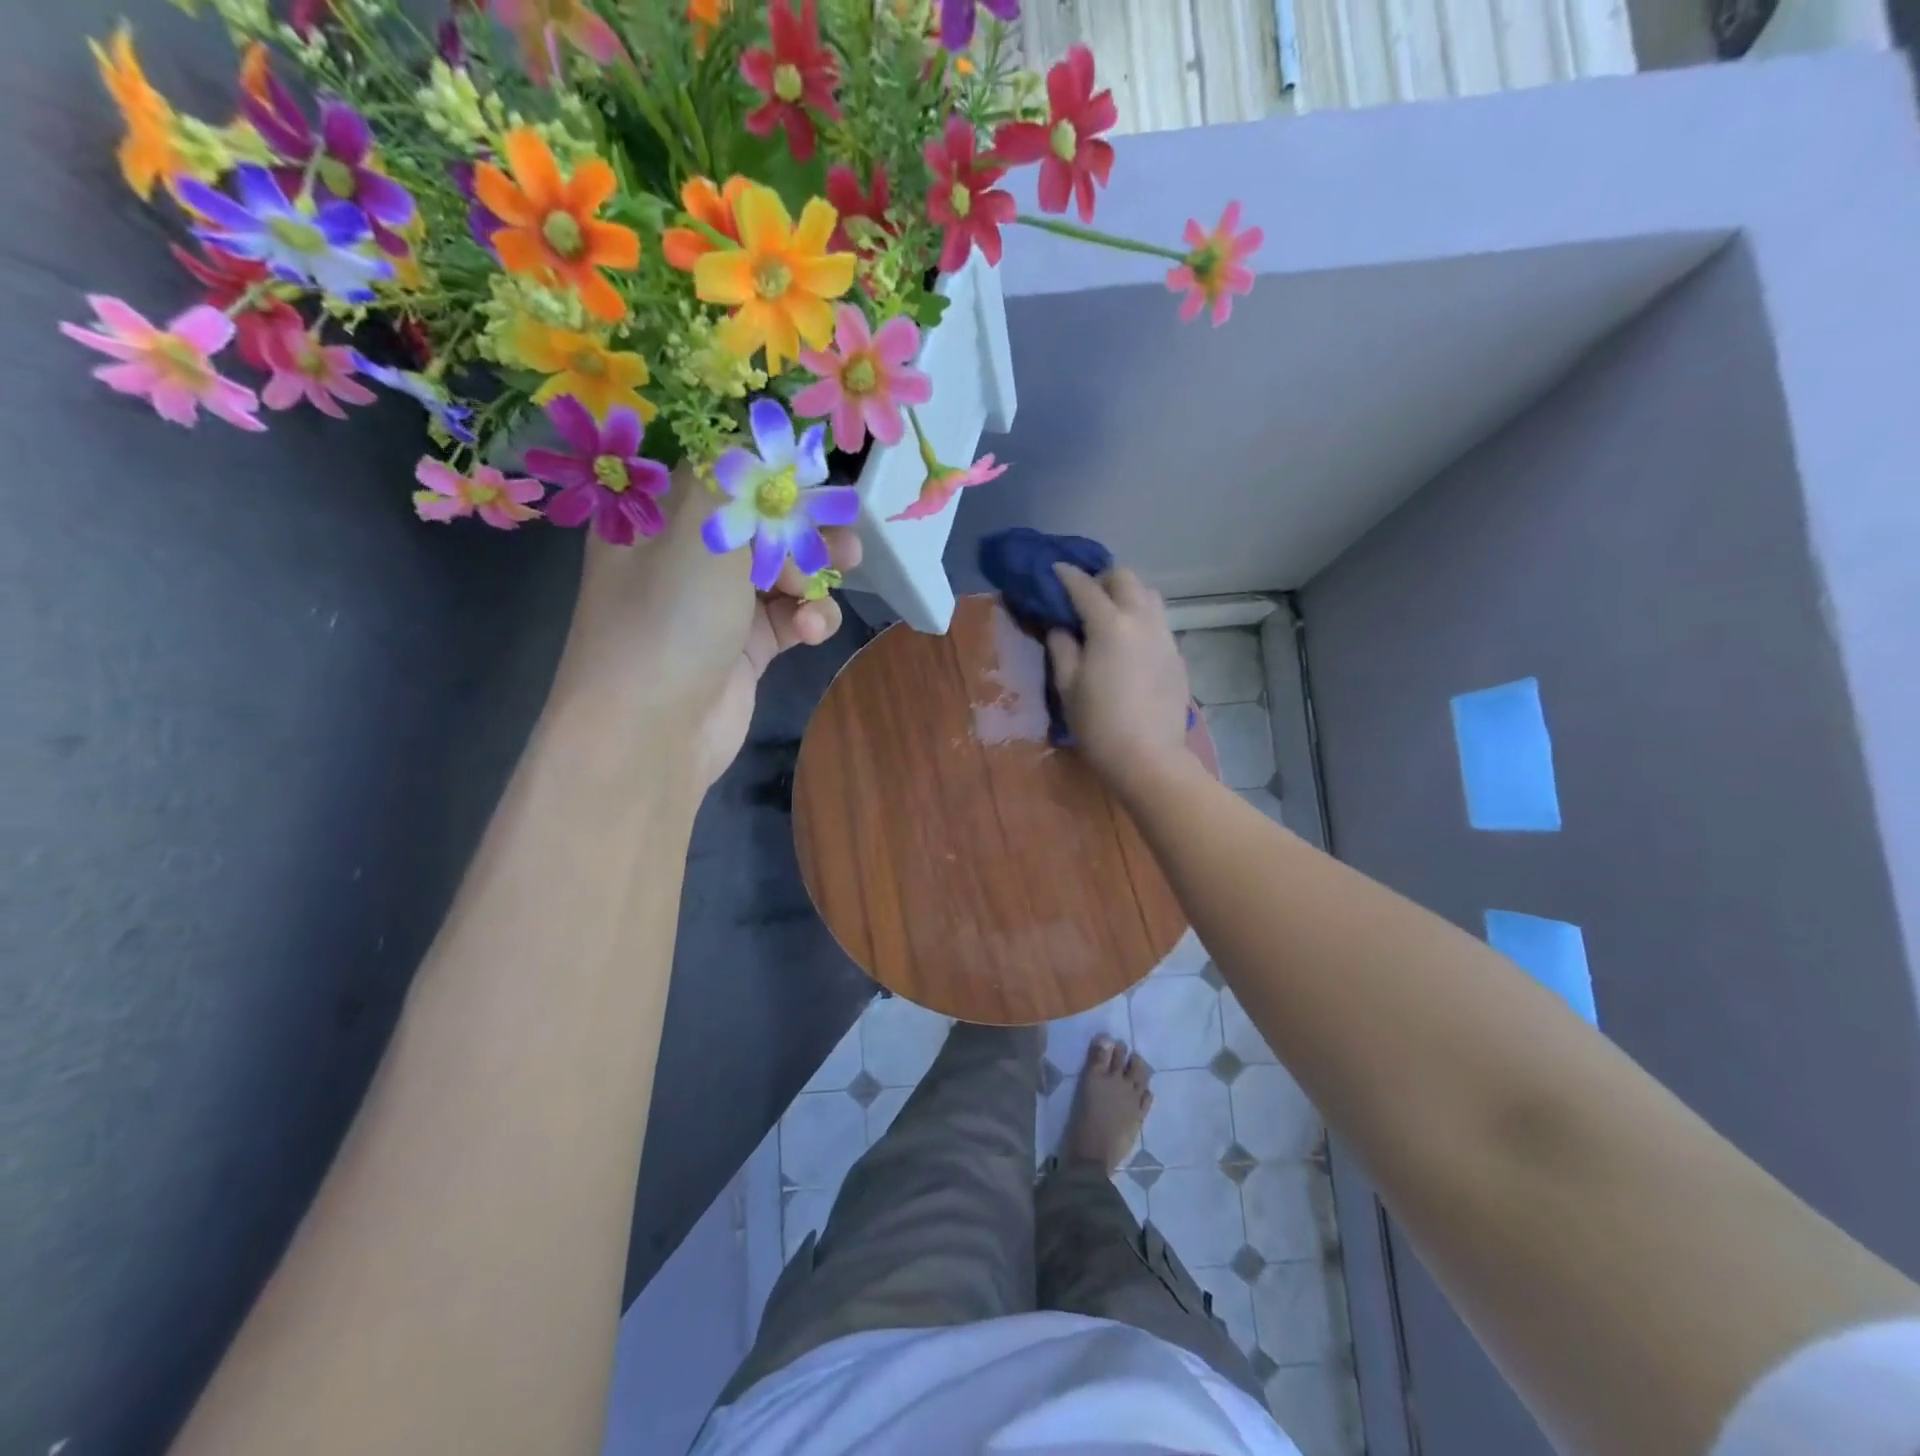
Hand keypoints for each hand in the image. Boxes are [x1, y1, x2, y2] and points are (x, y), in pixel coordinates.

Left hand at [549, 466, 861, 788]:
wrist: (653, 732)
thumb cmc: (669, 618)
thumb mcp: (700, 527)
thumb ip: (737, 476)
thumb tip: (764, 441)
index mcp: (657, 516)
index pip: (715, 469)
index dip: (764, 463)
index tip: (809, 465)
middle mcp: (684, 555)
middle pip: (758, 519)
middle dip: (803, 521)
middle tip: (841, 524)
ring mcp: (716, 604)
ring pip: (781, 568)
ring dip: (814, 570)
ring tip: (843, 569)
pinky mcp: (746, 647)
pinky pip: (788, 616)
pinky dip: (808, 618)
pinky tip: (811, 629)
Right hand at [1046, 564, 1192, 793]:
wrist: (1148, 757)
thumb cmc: (1099, 724)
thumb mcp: (1067, 686)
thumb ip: (1062, 648)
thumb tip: (1062, 627)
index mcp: (1109, 624)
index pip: (1084, 587)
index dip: (1066, 576)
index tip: (1054, 571)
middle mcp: (1141, 619)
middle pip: (1125, 578)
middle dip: (1102, 578)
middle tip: (1083, 595)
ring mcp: (1164, 635)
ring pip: (1148, 595)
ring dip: (1126, 594)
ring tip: (1109, 613)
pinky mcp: (1176, 654)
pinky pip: (1158, 622)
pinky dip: (1140, 618)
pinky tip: (1128, 642)